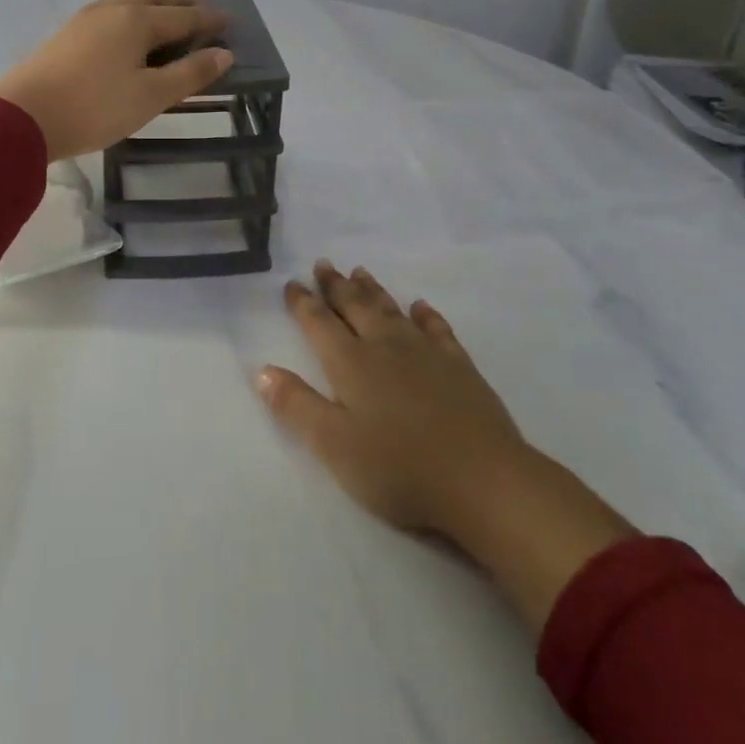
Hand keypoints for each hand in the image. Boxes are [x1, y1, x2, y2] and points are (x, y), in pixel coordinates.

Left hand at [0, 0, 233, 160]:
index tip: (228, 23)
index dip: (208, 20)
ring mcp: (84, 20)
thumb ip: (190, 73)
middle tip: (199, 14)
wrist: (22, 117)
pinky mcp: (66, 35)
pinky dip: (131, 18)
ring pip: (127, 2)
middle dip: (180, 2)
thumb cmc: (96, 107)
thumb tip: (224, 53)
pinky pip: (110, 15)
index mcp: (137, 20)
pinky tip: (128, 38)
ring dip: (153, 6)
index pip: (183, 16)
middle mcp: (112, 10)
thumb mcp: (151, 96)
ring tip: (167, 24)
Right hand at [255, 260, 635, 627]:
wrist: (482, 480)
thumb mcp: (334, 445)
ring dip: (373, 290)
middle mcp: (385, 347)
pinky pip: (437, 328)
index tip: (292, 283)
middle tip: (323, 264)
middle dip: (336, 286)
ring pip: (392, 310)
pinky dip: (425, 315)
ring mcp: (426, 353)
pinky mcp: (459, 366)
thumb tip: (262, 370)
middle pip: (355, 306)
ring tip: (360, 271)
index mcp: (351, 364)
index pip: (320, 324)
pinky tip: (420, 307)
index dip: (303, 303)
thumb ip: (297, 406)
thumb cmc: (399, 468)